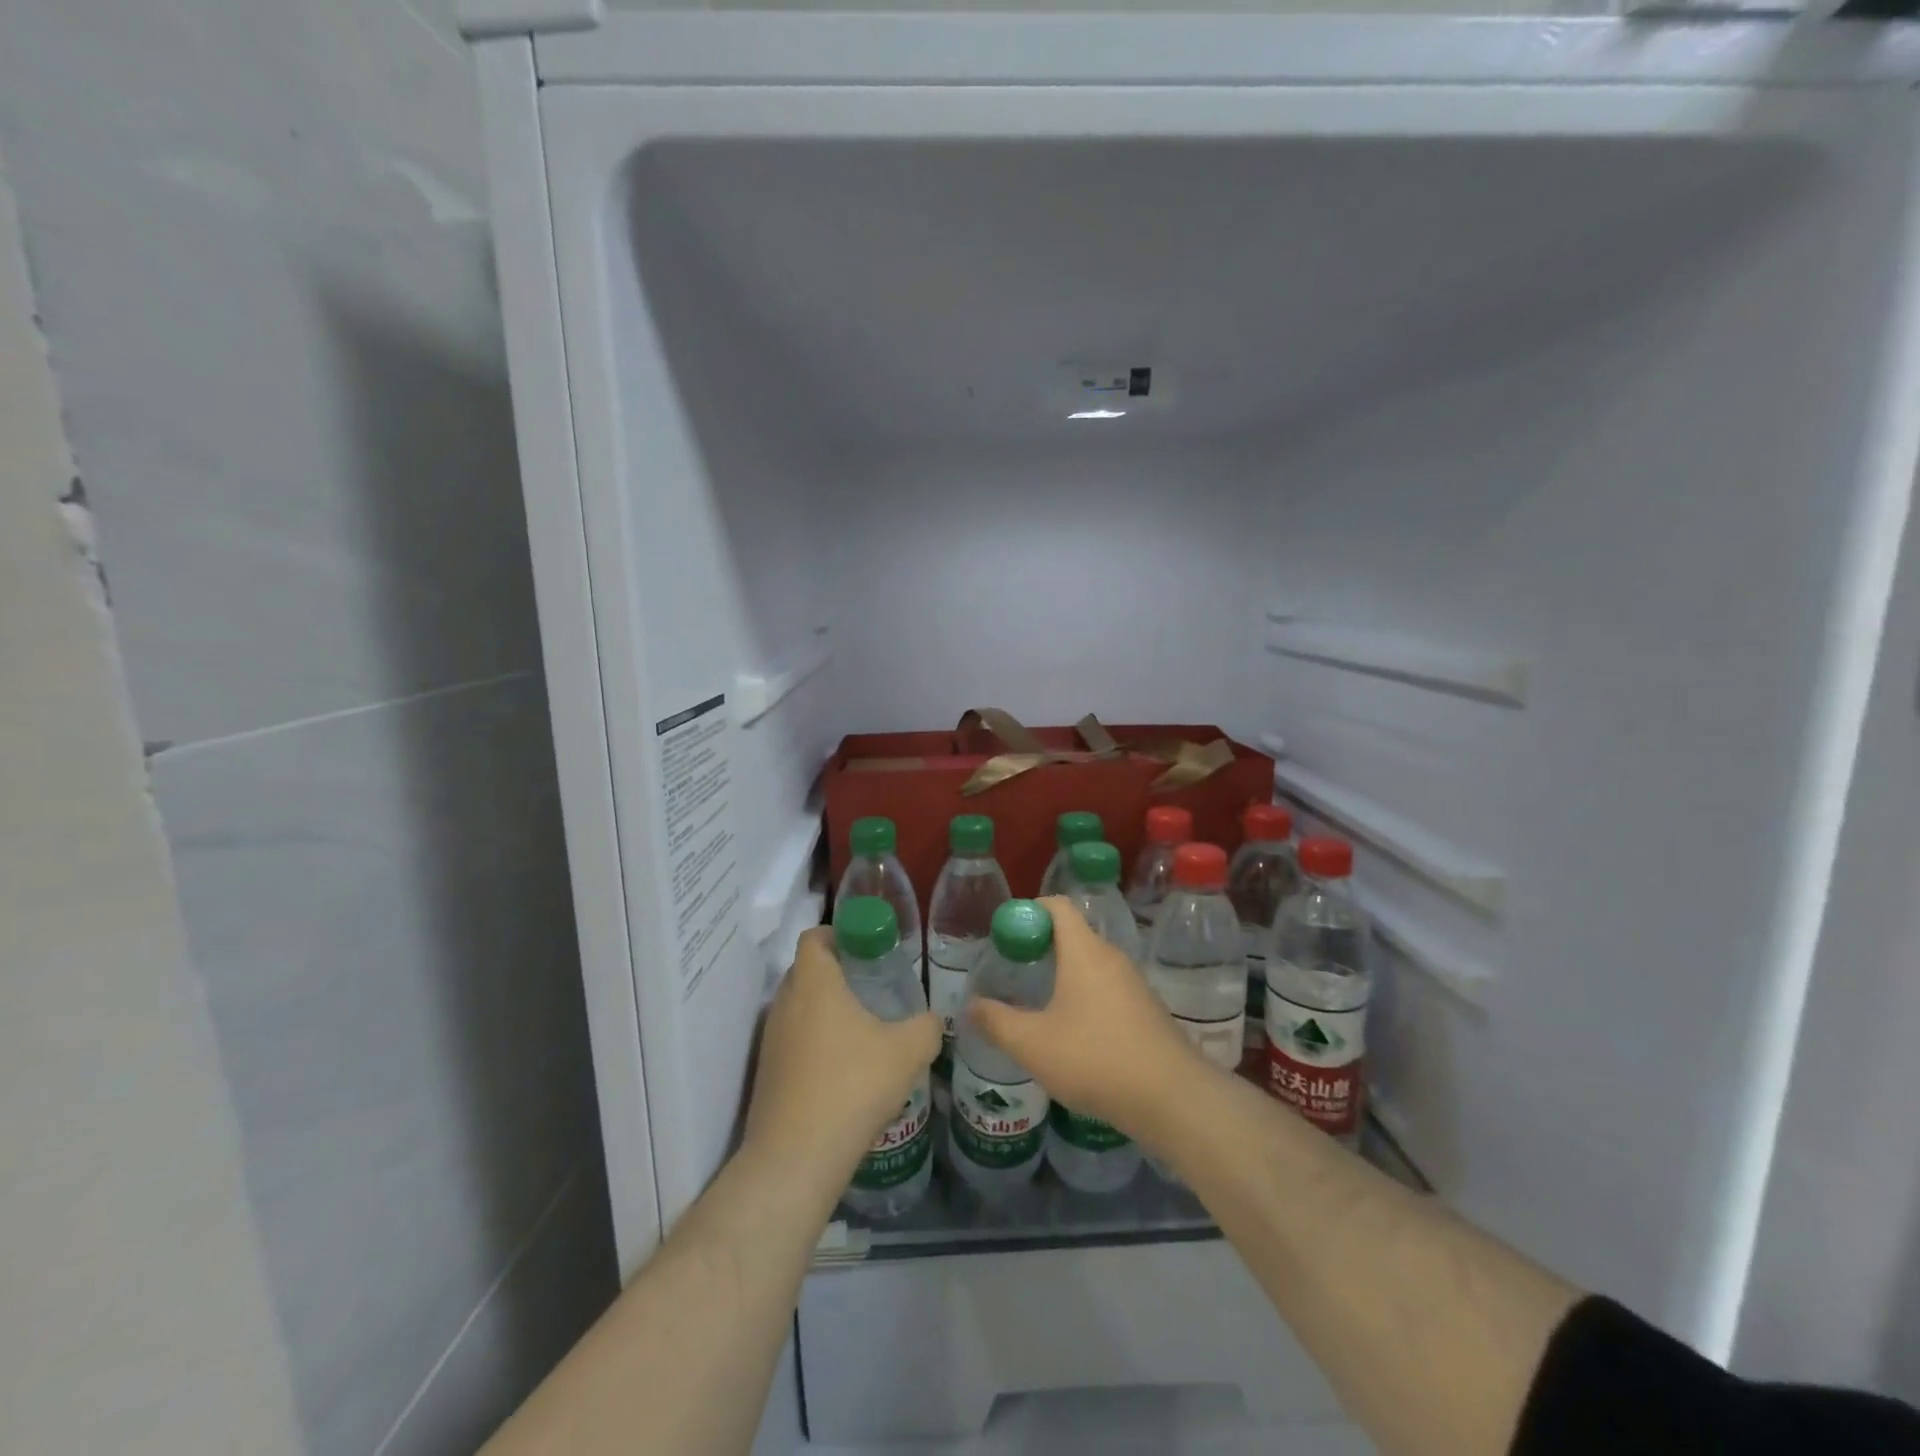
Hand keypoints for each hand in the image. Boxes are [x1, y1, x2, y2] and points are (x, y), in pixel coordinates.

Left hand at [745, 927, 940, 1192]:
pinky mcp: (767, 1074)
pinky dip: (816, 1044)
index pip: (814, 937)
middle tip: (873, 986)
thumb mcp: (908, 1051)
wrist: (796, 1159)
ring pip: (799, 1008)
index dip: (838, 933)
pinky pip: (793, 1041)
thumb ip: (927, 1026)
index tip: (866, 947)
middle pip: (806, 971)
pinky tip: (845, 1071)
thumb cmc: (853, 1086)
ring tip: (863, 1031)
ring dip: (826, 1011)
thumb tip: (934, 1019)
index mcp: (814, 983)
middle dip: (837, 972)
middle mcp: (785, 1003)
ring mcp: (772, 1040)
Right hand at [967, 896, 1205, 1150]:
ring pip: (1091, 963)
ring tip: (1038, 1002)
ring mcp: (1134, 984)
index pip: (1058, 906)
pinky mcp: (1147, 1010)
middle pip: (1073, 934)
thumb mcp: (1033, 1044)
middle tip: (1014, 970)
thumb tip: (970, 1006)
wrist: (1173, 1098)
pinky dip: (1085, 995)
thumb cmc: (1095, 1059)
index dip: (1029, 910)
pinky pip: (1107, 987)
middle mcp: (1111, 957)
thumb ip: (996, 1022)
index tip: (1006, 934)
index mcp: (1084, 951)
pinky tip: (1073, 1031)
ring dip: (1064, 973)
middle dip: (1041, 945)